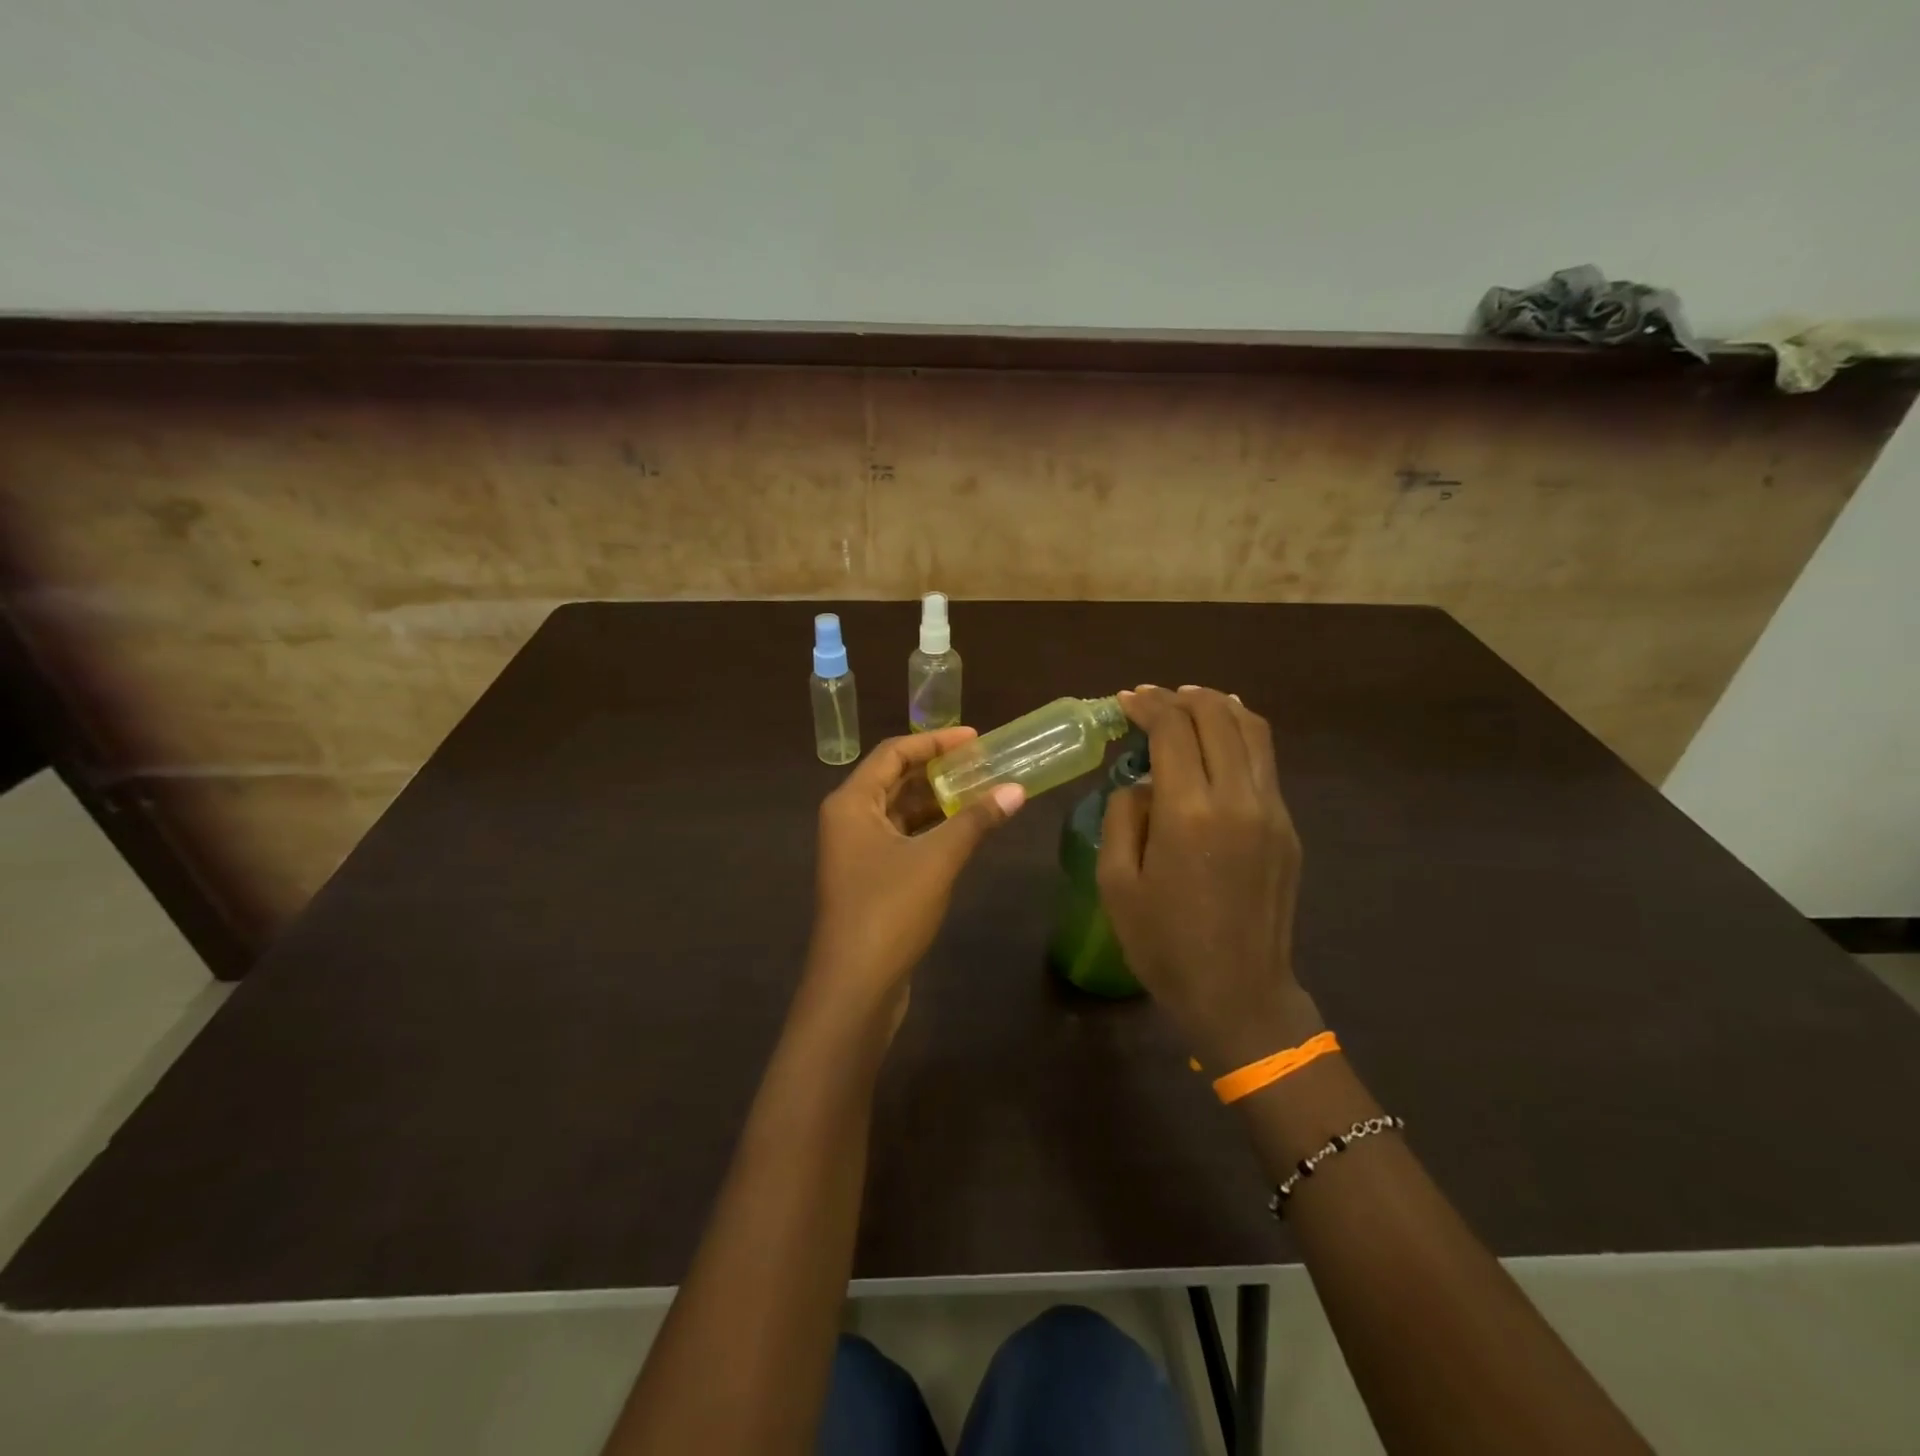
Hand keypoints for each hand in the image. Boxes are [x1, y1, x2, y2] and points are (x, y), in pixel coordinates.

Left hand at [805, 728, 1024, 1035]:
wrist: (855, 986)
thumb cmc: (889, 910)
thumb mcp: (937, 859)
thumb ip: (976, 820)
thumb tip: (1017, 789)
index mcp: (851, 803)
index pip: (893, 753)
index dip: (934, 741)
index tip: (975, 737)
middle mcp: (848, 820)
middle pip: (895, 780)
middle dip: (938, 771)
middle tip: (983, 763)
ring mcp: (857, 852)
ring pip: (900, 812)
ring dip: (937, 801)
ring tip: (982, 791)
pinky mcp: (870, 879)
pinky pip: (902, 839)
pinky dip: (931, 830)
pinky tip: (964, 830)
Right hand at [1097, 685, 1319, 1069]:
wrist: (1239, 993)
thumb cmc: (1164, 944)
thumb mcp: (1116, 882)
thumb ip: (1124, 816)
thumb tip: (1142, 782)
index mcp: (1189, 813)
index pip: (1173, 729)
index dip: (1147, 704)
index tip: (1125, 700)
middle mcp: (1238, 799)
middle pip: (1218, 716)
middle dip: (1181, 697)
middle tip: (1152, 699)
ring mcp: (1272, 811)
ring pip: (1253, 731)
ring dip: (1218, 707)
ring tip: (1188, 704)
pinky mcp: (1287, 827)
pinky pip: (1265, 762)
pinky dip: (1240, 735)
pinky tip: (1219, 741)